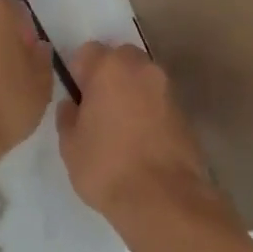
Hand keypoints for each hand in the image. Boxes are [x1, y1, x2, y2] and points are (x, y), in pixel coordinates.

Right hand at [56, 42, 225, 230]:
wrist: (163, 199)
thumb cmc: (107, 167)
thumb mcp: (70, 146)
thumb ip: (68, 117)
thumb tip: (72, 105)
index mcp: (109, 67)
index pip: (87, 52)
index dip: (79, 72)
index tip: (77, 97)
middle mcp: (140, 67)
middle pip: (119, 58)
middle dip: (108, 76)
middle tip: (98, 109)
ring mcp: (166, 87)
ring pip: (141, 78)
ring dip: (131, 91)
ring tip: (121, 127)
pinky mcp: (184, 111)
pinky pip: (158, 99)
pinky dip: (149, 110)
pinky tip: (141, 139)